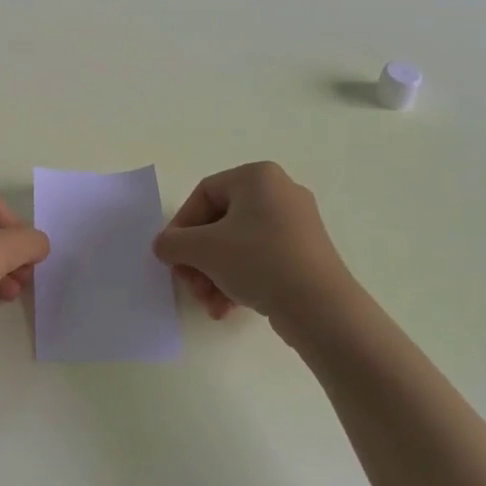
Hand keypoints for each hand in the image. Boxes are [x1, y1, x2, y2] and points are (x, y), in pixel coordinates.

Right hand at [154, 161, 355, 324]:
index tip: (172, 256)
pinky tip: (229, 308)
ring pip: (238, 245)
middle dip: (199, 259)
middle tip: (190, 285)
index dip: (181, 226)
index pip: (204, 194)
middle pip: (220, 223)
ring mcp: (296, 224)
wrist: (322, 308)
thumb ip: (173, 243)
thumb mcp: (204, 250)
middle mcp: (280, 192)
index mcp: (257, 177)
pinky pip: (260, 259)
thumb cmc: (259, 261)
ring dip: (215, 275)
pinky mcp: (306, 253)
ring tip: (210, 304)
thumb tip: (164, 246)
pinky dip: (239, 280)